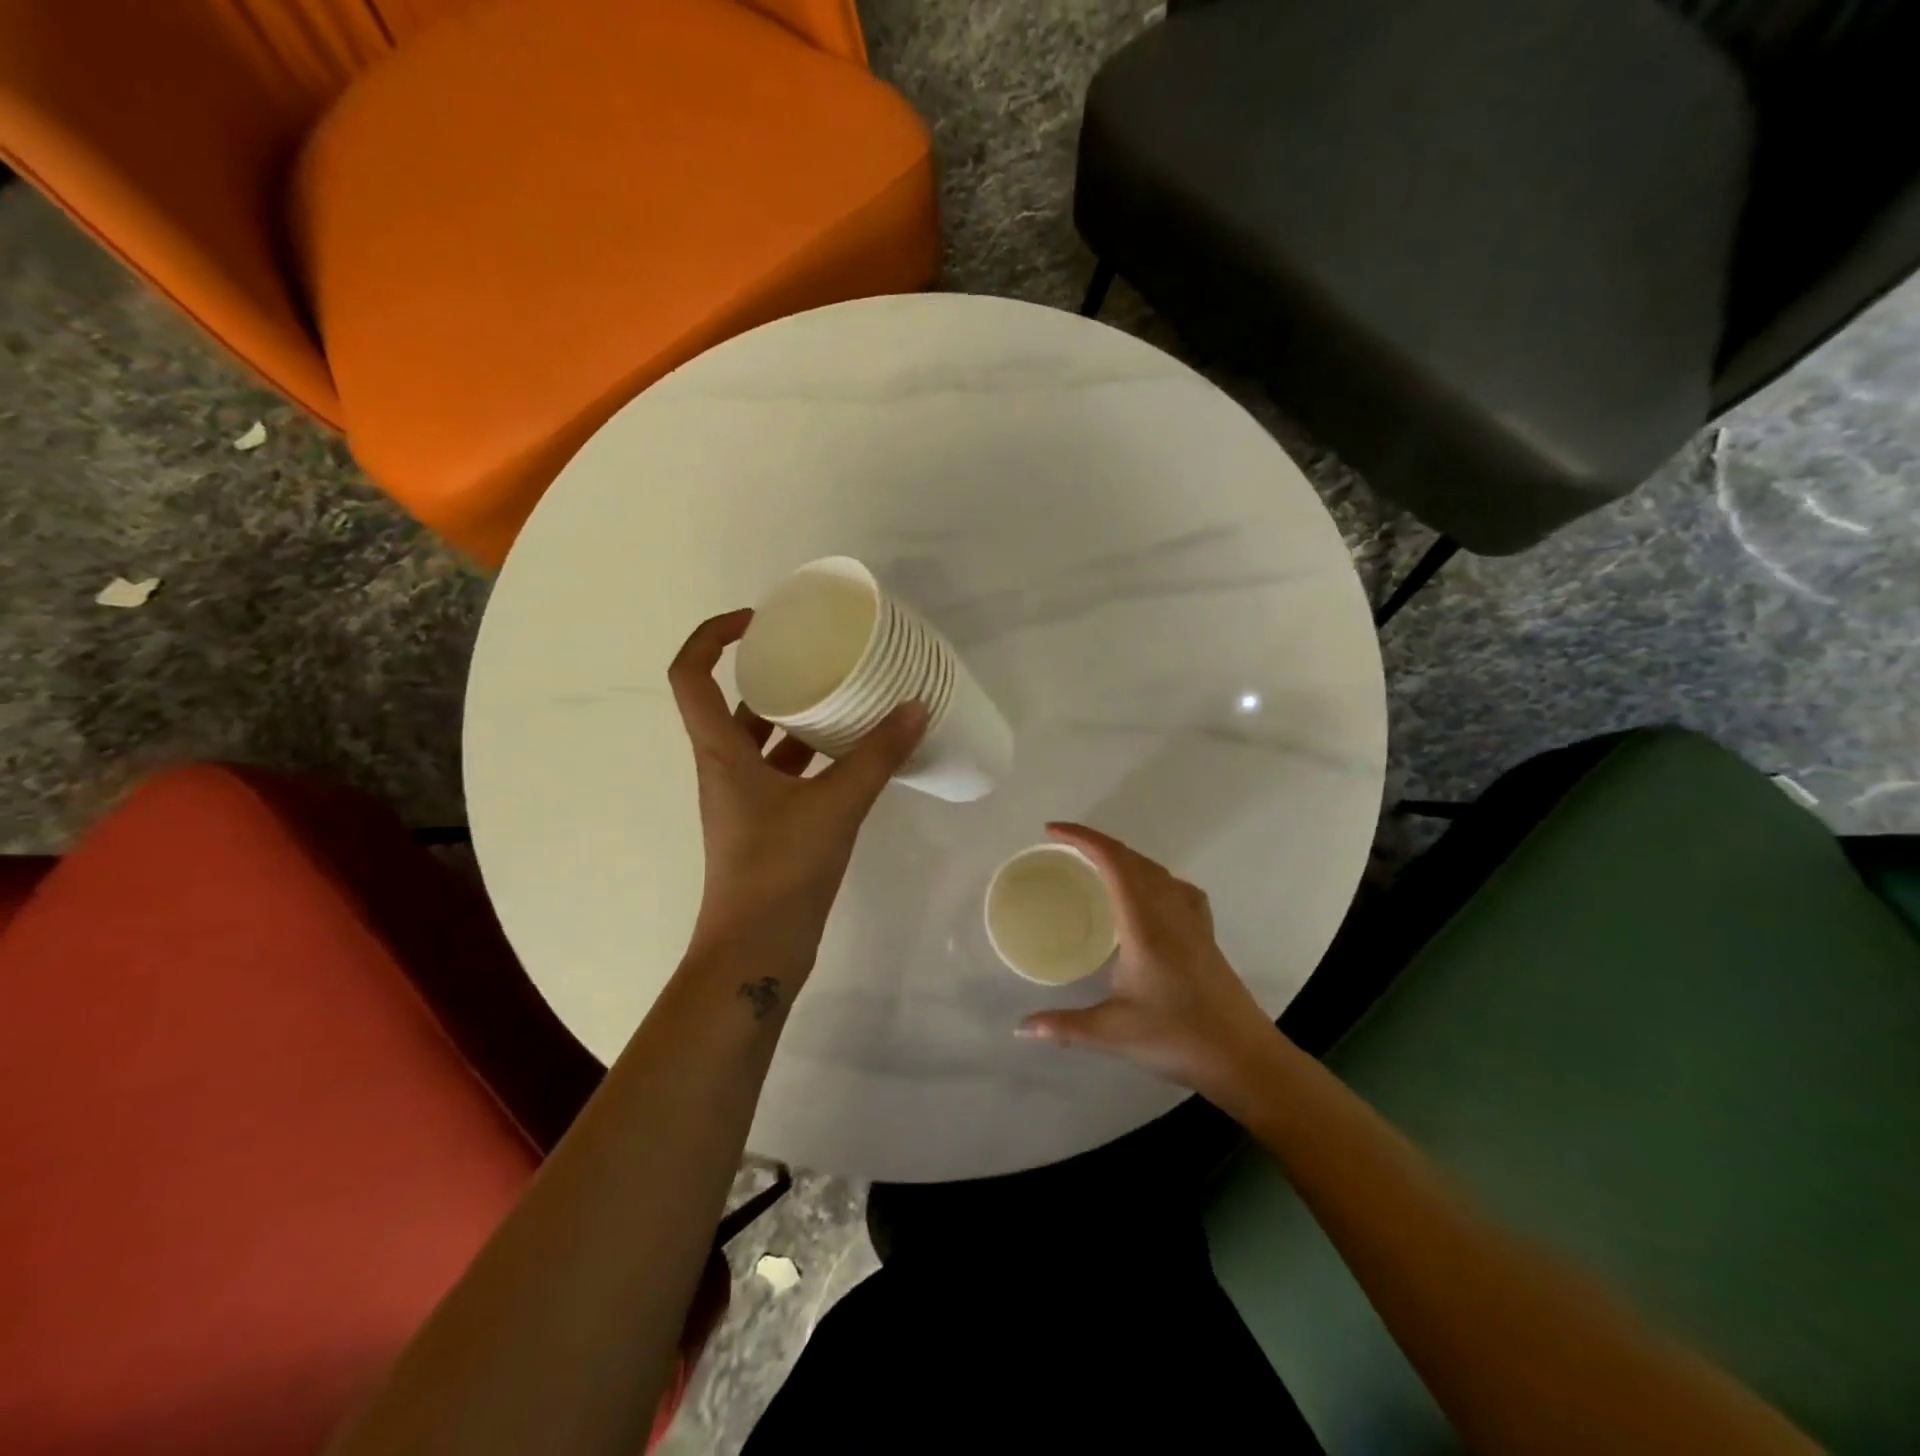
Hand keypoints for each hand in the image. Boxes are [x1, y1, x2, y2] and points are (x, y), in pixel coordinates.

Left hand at [670, 610, 926, 976]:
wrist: (755, 950)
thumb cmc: (780, 869)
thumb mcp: (836, 805)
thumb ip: (877, 756)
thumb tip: (916, 708)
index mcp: (721, 753)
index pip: (691, 676)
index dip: (711, 637)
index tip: (755, 621)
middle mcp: (724, 768)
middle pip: (730, 703)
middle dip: (767, 673)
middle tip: (814, 655)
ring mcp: (743, 799)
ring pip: (762, 741)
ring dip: (794, 717)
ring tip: (841, 697)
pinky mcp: (765, 825)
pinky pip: (784, 773)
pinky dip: (811, 757)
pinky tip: (852, 754)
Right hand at [1015, 823, 1281, 1100]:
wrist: (1245, 1058)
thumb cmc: (1179, 1039)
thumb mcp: (1114, 1034)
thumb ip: (1065, 1026)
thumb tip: (1022, 1028)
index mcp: (1144, 924)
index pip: (1113, 862)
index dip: (1082, 839)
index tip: (1051, 831)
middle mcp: (1170, 912)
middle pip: (1133, 859)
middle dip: (1097, 843)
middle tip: (1063, 847)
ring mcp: (1193, 922)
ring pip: (1156, 870)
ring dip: (1124, 858)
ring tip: (1096, 866)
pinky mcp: (1205, 935)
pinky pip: (1177, 889)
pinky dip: (1153, 878)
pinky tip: (1148, 897)